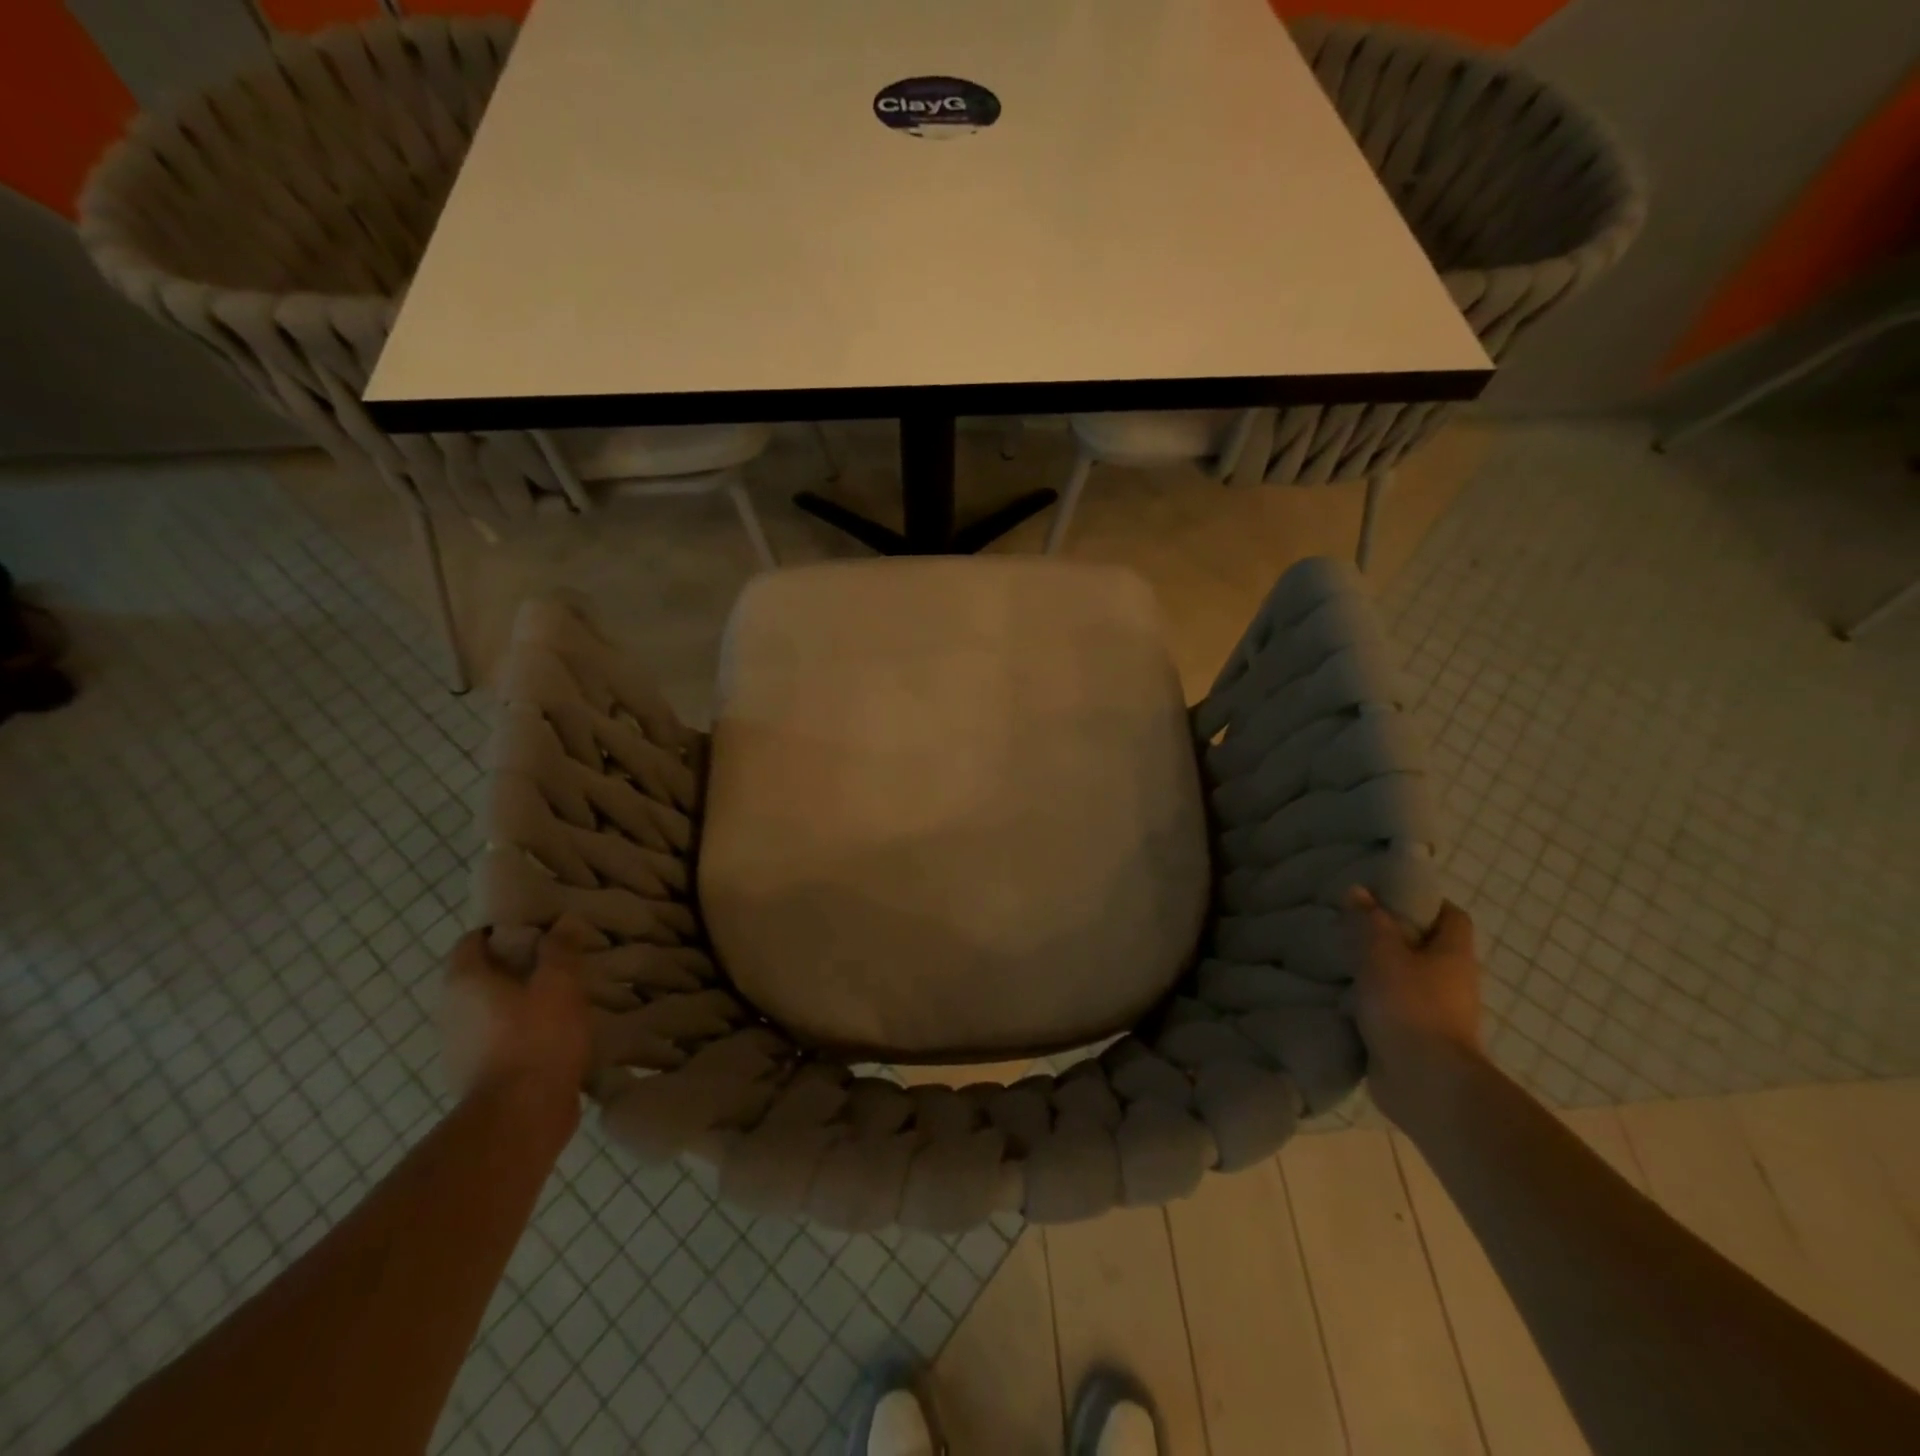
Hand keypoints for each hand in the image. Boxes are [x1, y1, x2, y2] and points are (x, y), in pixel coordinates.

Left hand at [440, 927, 592, 1106]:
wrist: (523, 1116)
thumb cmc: (537, 1037)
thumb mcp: (559, 983)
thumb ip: (559, 949)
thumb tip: (560, 922)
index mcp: (464, 982)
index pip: (473, 940)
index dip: (504, 930)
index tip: (540, 931)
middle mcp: (452, 1012)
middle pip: (482, 975)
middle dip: (516, 966)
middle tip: (558, 961)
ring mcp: (460, 1049)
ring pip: (492, 1010)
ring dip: (520, 1002)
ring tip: (562, 997)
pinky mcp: (479, 1077)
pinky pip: (500, 1040)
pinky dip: (522, 1032)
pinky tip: (556, 1034)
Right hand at [1347, 889, 1484, 1128]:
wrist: (1425, 1083)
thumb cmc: (1410, 1006)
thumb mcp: (1382, 953)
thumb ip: (1369, 921)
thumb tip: (1359, 890)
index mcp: (1454, 955)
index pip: (1452, 917)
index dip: (1425, 902)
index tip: (1388, 894)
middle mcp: (1453, 982)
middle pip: (1427, 948)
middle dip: (1394, 936)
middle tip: (1354, 923)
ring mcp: (1437, 1014)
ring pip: (1407, 980)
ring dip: (1380, 971)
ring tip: (1341, 957)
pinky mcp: (1417, 1040)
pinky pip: (1393, 1010)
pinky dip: (1372, 1002)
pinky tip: (1342, 996)